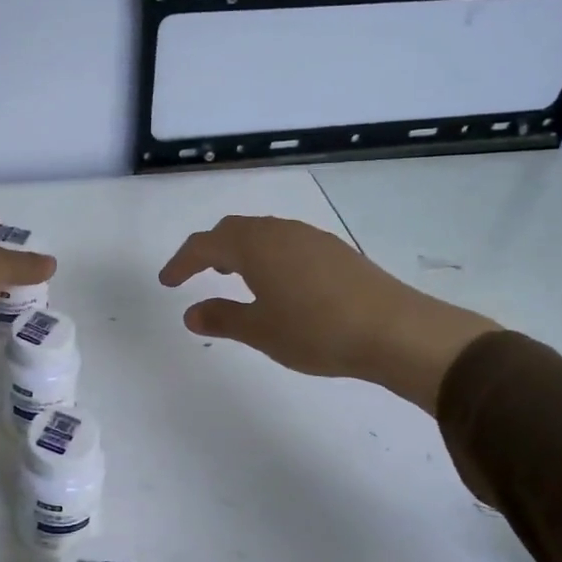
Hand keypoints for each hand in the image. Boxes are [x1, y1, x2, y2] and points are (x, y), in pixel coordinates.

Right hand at [157, 215, 497, 413]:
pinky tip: (278, 284)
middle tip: (197, 274)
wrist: (394, 330)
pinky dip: (267, 256)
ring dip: (240, 251)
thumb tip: (191, 312)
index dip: (181, 261)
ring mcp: (311, 238)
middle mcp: (280, 232)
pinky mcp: (335, 251)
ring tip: (235, 279)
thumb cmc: (316, 331)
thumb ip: (222, 317)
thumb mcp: (260, 330)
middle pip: (234, 230)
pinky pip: (286, 243)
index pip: (205, 244)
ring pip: (263, 234)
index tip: (168, 282)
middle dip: (210, 250)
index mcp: (254, 246)